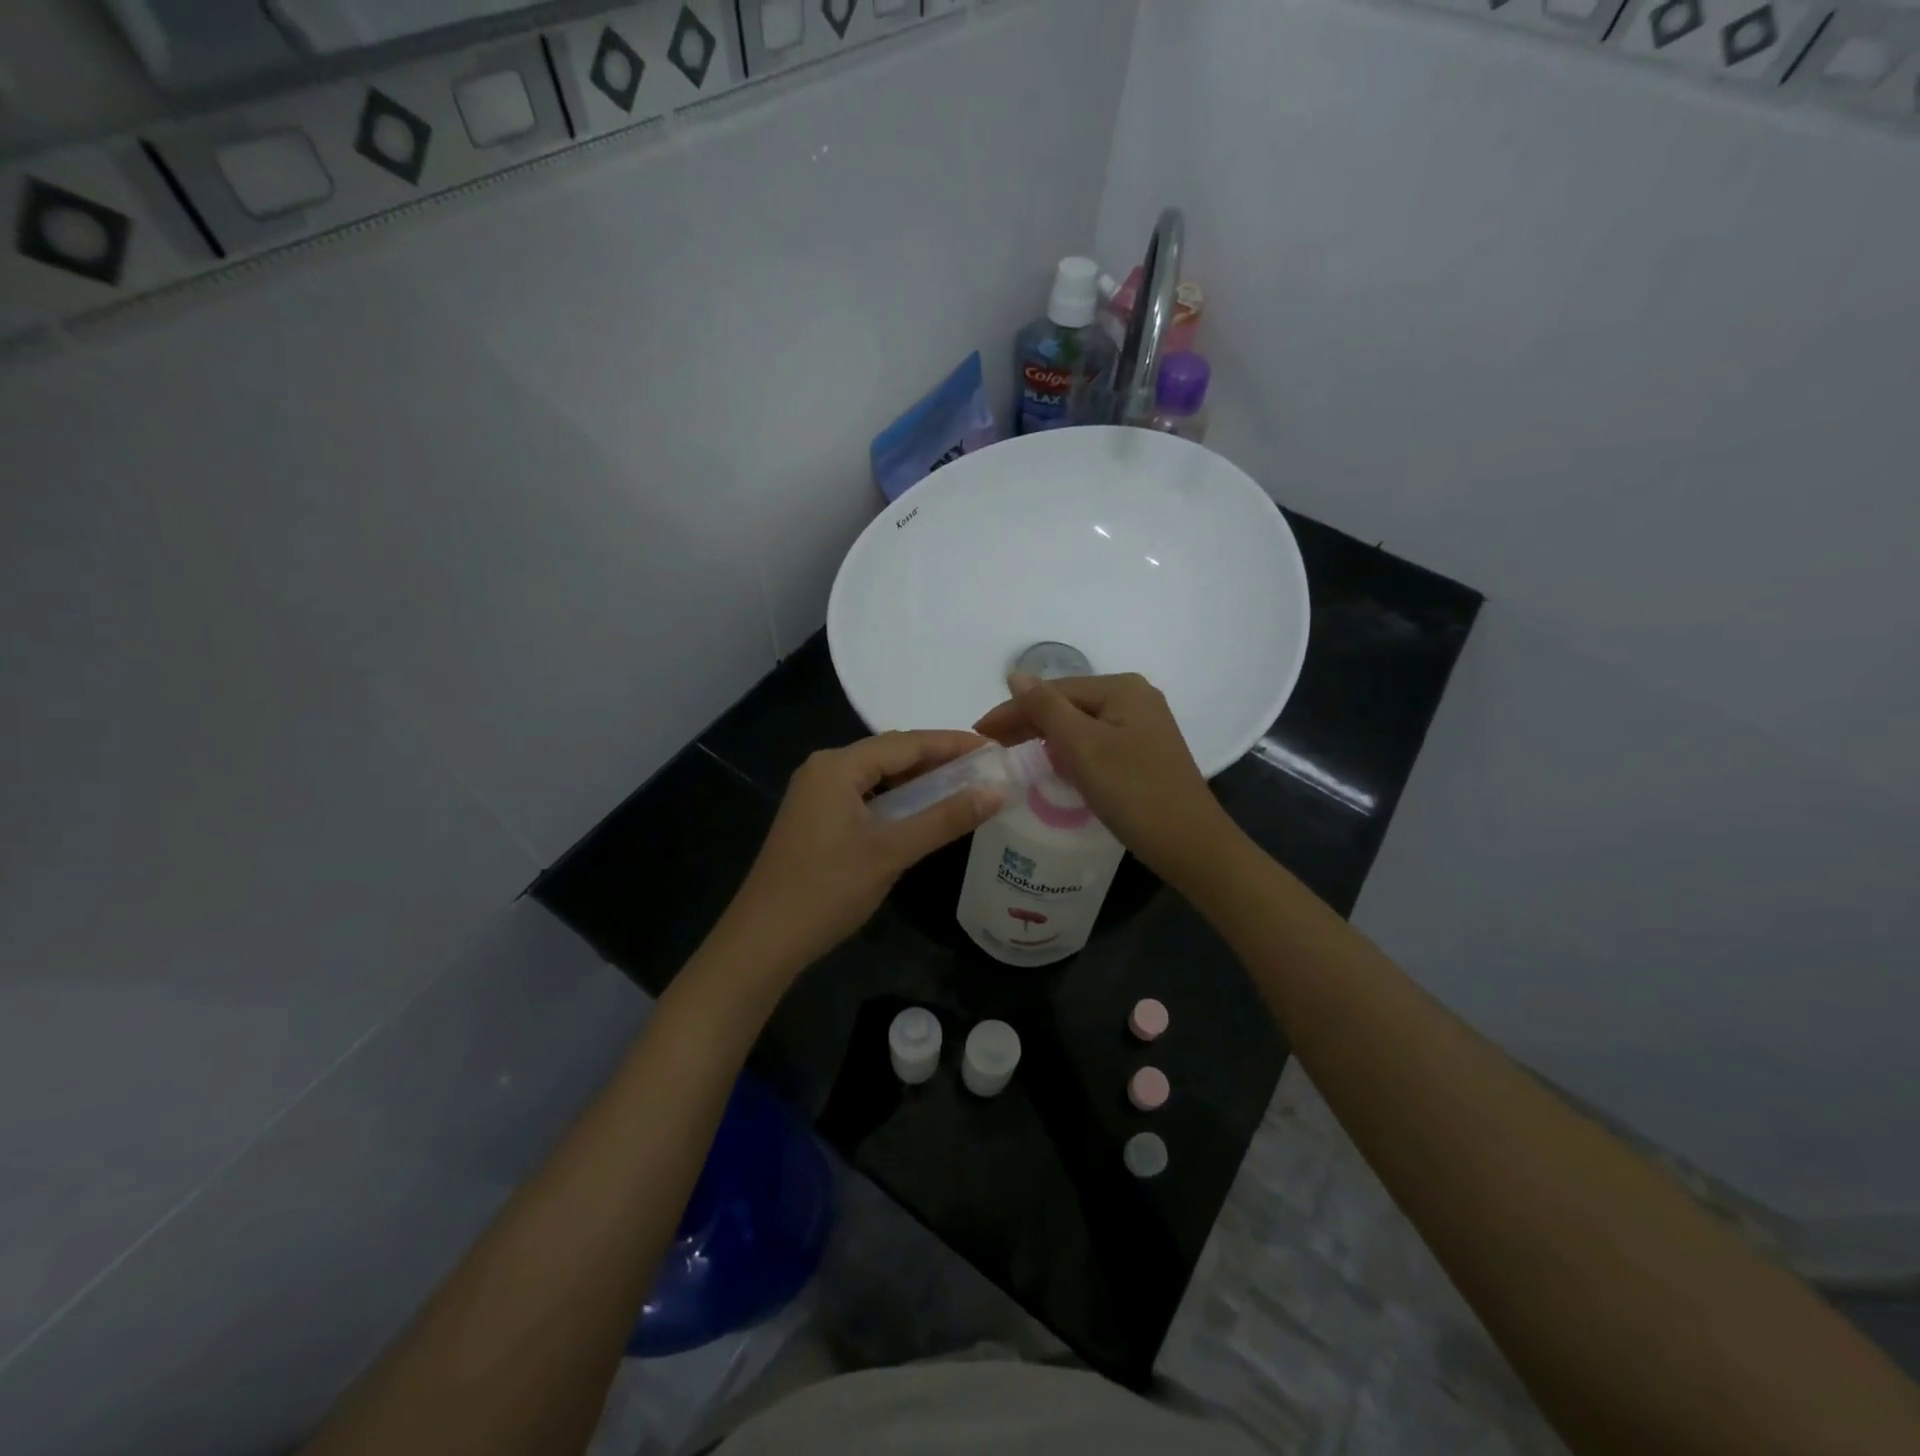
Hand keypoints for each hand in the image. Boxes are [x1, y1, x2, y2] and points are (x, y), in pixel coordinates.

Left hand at [716, 730, 1003, 981]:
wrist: (763, 940)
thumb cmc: (828, 889)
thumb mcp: (892, 851)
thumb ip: (945, 818)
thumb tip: (997, 792)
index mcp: (838, 766)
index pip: (907, 742)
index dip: (953, 743)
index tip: (994, 748)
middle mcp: (824, 769)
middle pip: (891, 754)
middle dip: (937, 760)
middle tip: (984, 770)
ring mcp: (815, 795)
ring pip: (877, 776)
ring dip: (917, 781)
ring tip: (962, 788)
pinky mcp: (815, 819)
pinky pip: (864, 796)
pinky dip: (896, 801)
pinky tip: (921, 814)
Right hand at [973, 672, 1233, 883]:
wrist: (1190, 845)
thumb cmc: (1133, 792)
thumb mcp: (1083, 747)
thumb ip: (1046, 708)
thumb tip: (1014, 674)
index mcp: (1122, 688)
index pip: (1053, 691)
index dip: (1013, 710)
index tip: (978, 732)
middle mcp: (1135, 698)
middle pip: (1068, 704)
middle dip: (1028, 723)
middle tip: (989, 746)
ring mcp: (1143, 726)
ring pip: (1080, 725)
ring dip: (1046, 737)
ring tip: (1012, 753)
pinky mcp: (1144, 753)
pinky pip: (1095, 742)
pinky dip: (1069, 752)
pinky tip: (1053, 764)